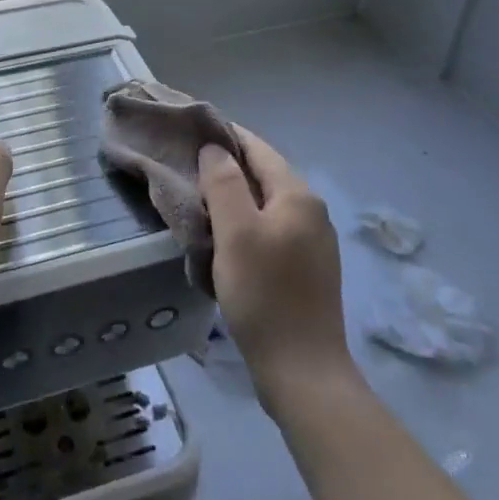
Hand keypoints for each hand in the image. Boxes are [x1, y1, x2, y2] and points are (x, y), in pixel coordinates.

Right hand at [200, 126, 352, 404]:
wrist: (302, 369)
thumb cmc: (264, 294)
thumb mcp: (236, 233)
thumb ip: (224, 184)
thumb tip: (214, 149)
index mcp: (298, 196)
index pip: (258, 149)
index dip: (225, 136)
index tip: (191, 130)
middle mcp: (312, 212)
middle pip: (264, 175)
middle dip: (227, 167)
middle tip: (185, 166)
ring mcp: (313, 243)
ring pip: (266, 205)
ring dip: (234, 198)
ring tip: (197, 200)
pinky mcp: (306, 269)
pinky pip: (270, 230)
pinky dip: (244, 224)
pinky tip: (222, 238)